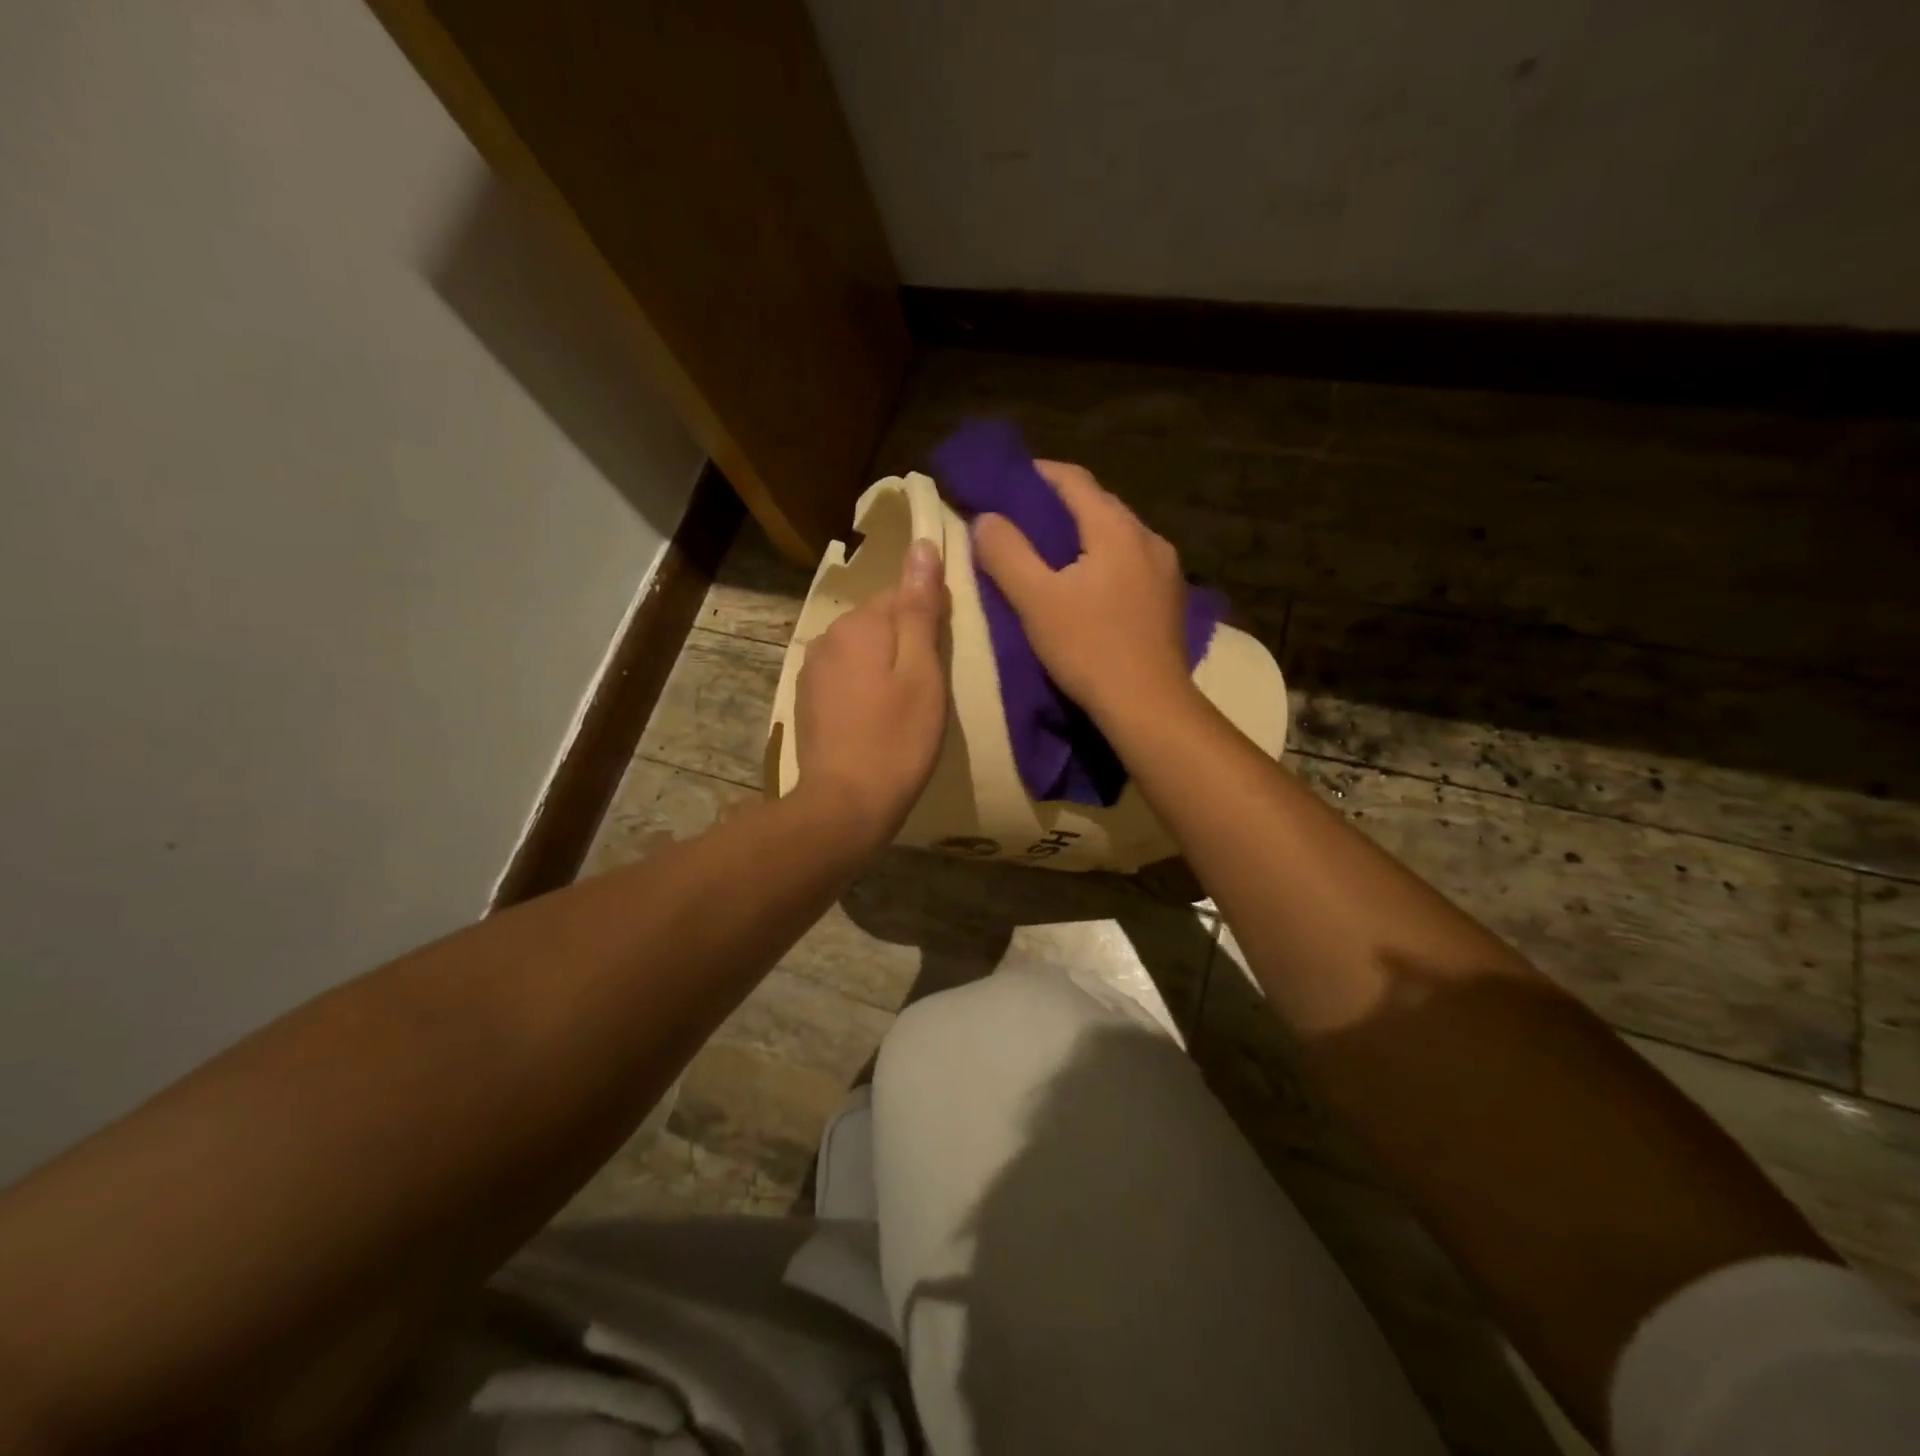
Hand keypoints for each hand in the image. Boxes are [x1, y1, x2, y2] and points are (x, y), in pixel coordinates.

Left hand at [794, 537, 948, 841]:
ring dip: (883, 665)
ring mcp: (812, 669)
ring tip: (904, 704)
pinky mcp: (806, 699)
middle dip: (905, 641)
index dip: (929, 618)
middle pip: (878, 621)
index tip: (945, 653)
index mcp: (859, 624)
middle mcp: (828, 636)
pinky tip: (876, 717)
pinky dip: (863, 687)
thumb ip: (920, 609)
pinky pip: (844, 676)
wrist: (845, 803)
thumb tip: (921, 546)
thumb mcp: (922, 672)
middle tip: (929, 685)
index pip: (901, 594)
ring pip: (861, 650)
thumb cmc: (897, 738)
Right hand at [972, 461, 1192, 726]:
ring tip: (1049, 554)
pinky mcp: (1169, 599)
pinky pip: (1130, 562)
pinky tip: (1086, 585)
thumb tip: (986, 518)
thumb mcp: (1035, 600)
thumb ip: (1006, 553)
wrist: (1148, 706)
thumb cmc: (1088, 649)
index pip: (1073, 479)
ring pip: (1116, 535)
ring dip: (1082, 536)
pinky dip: (1102, 561)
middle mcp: (1148, 538)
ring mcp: (1165, 569)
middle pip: (1098, 505)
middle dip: (1058, 506)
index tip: (1005, 482)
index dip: (1036, 474)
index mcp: (1116, 528)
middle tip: (1020, 520)